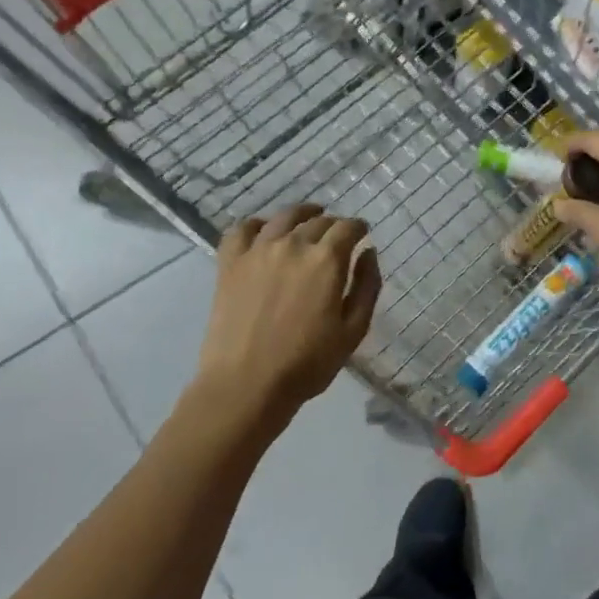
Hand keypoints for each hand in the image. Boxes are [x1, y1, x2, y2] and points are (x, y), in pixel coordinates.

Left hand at [195, 205, 380, 416]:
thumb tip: (368, 252)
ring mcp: (257, 251)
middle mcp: (293, 245)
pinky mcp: (230, 263)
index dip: (358, 228)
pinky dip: (258, 224)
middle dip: (334, 224)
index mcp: (326, 260)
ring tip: (308, 219)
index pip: (348, 228)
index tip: (363, 233)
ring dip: (301, 214)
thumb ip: (367, 286)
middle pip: (318, 221)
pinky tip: (265, 231)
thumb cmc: (308, 363)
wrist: (246, 384)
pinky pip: (242, 230)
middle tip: (339, 235)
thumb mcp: (354, 330)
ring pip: (283, 218)